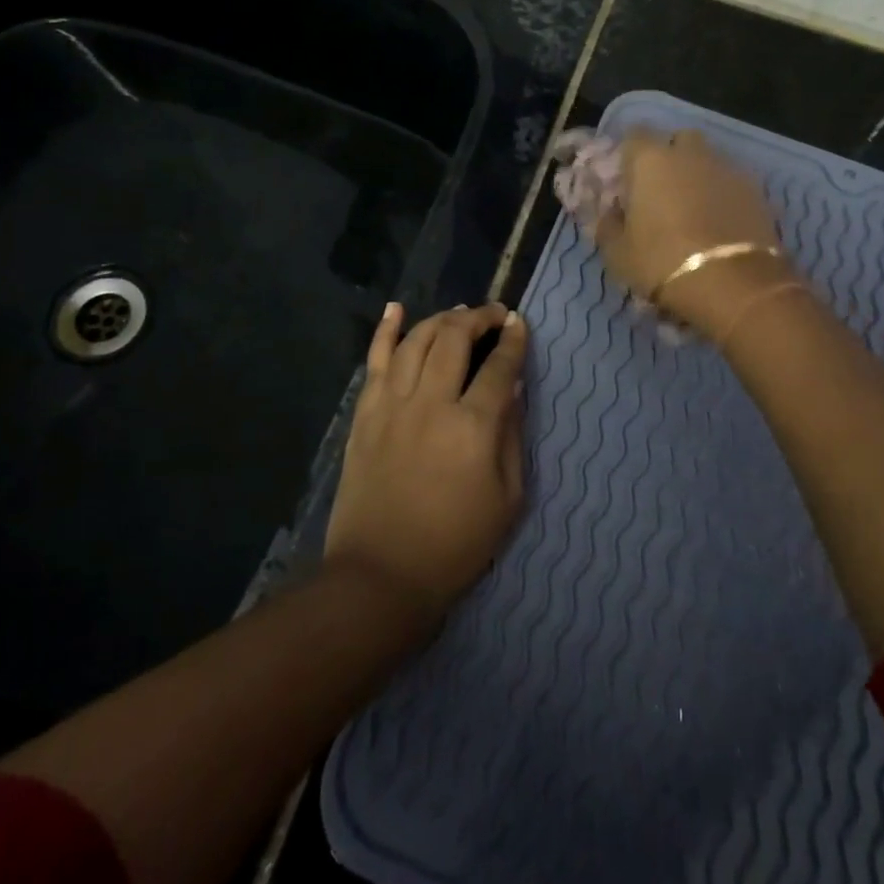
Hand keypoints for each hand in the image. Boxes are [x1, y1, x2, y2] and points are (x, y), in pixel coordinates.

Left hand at [324, 302, 527, 624]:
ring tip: (458, 313)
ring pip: (417, 340)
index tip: (519, 324)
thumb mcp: (507, 498)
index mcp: (473, 427)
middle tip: (492, 314)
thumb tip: (512, 388)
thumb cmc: (456, 544)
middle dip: (478, 317)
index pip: (499, 366)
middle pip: (455, 339)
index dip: (513, 340)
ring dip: (441, 319)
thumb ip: (511, 436)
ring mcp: (392, 405)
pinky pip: (375, 360)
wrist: (381, 575)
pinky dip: (386, 330)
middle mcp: (432, 403)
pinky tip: (397, 309)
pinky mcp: (365, 414)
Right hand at [595, 130, 796, 339]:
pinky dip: (724, 195)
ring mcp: (727, 169)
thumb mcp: (618, 253)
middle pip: (679, 140)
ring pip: (709, 160)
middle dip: (671, 156)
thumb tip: (612, 213)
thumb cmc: (662, 263)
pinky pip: (732, 183)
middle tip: (663, 189)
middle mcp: (690, 154)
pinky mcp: (757, 190)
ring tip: (694, 208)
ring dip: (700, 175)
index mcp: (651, 160)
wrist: (733, 284)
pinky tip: (720, 221)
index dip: (630, 155)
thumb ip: (609, 225)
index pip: (634, 135)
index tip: (627, 178)